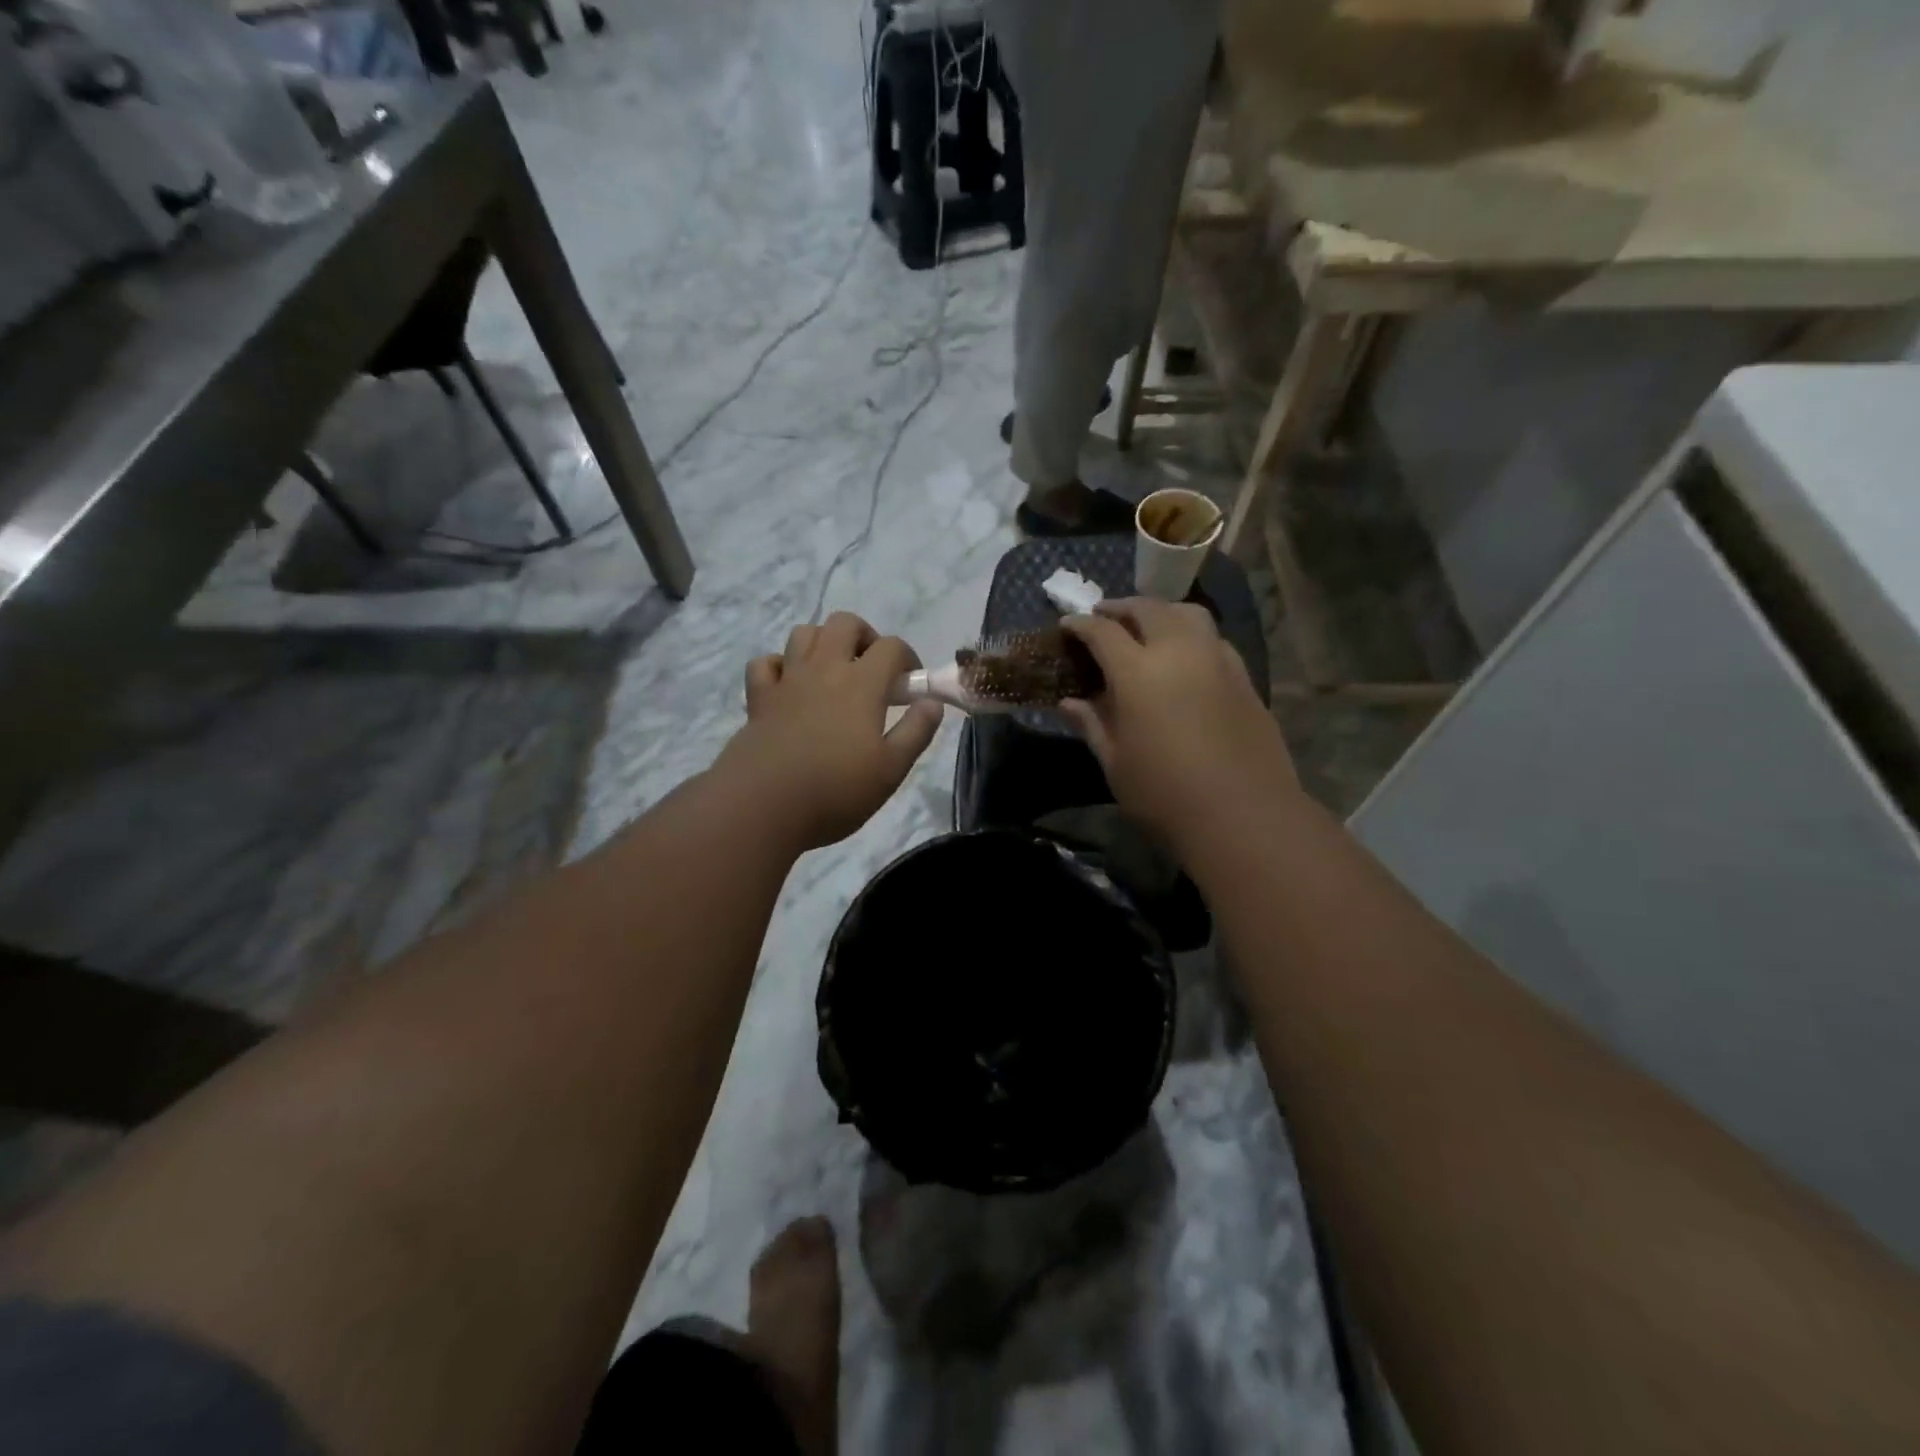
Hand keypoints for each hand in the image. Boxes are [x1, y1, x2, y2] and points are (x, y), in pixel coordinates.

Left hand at [718, 612, 943, 849]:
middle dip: (865, 637)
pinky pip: (766, 663)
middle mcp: (824, 670)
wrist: (763, 806)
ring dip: (823, 643)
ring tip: (833, 673)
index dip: (907, 659)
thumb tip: (931, 702)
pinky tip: (790, 687)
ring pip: (804, 633)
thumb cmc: (835, 791)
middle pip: (844, 623)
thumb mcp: (891, 770)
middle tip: (872, 670)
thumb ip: (916, 732)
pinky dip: (779, 666)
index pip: (891, 647)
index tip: (910, 687)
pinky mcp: (759, 698)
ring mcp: (787, 681)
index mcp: (861, 684)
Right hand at [1060, 599, 1296, 846]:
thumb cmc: (1165, 794)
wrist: (1244, 815)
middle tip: (1104, 617)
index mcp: (1138, 672)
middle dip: (1121, 608)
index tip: (1068, 624)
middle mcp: (1179, 651)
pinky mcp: (1244, 677)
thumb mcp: (1115, 762)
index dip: (1081, 625)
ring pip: (1187, 614)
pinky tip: (1185, 657)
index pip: (1102, 632)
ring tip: (1147, 626)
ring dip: (1161, 612)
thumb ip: (1092, 724)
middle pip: (1148, 609)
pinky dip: (1191, 634)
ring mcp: (1217, 660)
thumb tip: (1068, 702)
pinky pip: (1212, 638)